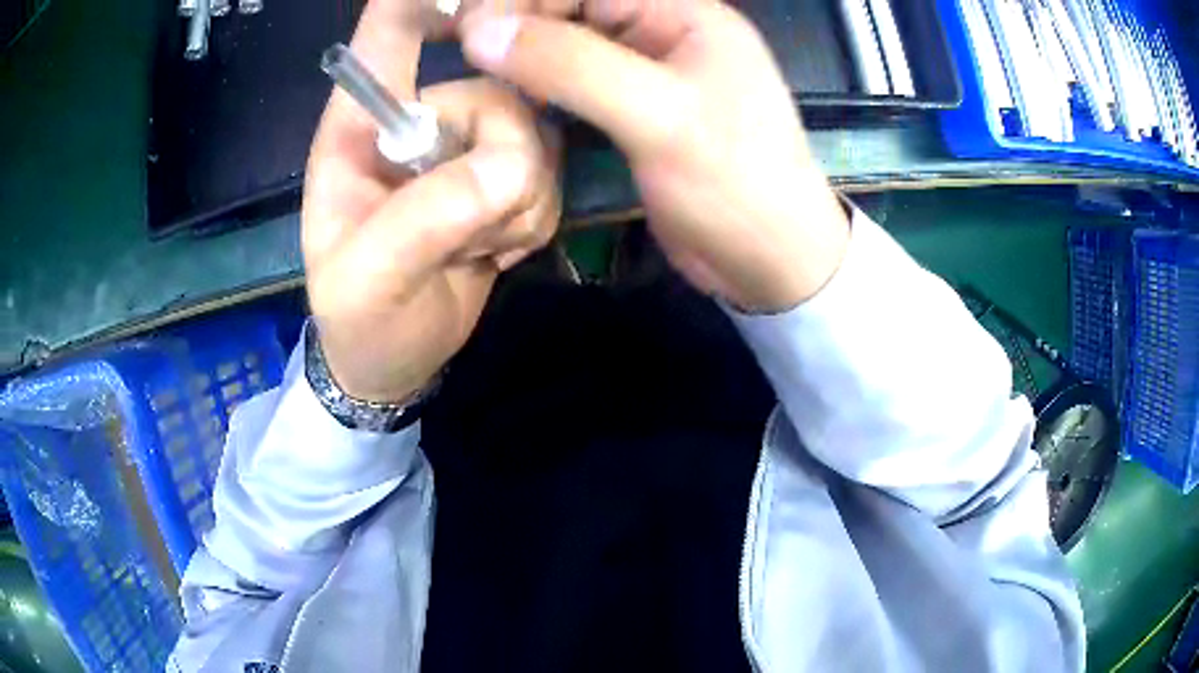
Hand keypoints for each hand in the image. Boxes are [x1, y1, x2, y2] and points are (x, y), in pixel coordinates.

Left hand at [303, 0, 558, 403]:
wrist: (394, 361)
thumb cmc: (360, 322)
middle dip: (503, 164)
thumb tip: (507, 167)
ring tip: (477, 248)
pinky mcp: (501, 179)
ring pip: (532, 138)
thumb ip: (423, 219)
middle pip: (495, 93)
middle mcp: (417, 122)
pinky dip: (532, 220)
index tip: (469, 4)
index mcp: (358, 130)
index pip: (385, 37)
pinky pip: (548, 174)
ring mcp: (464, 149)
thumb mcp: (367, 282)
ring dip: (518, 205)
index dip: (424, 4)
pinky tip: (496, 248)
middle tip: (474, 231)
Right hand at [457, 0, 849, 311]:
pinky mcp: (635, 113)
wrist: (773, 262)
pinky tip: (514, 100)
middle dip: (520, 22)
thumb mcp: (658, 116)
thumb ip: (570, 65)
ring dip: (526, 54)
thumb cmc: (735, 184)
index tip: (468, 28)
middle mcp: (665, 32)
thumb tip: (479, 30)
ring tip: (480, 75)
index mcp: (684, 14)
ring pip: (571, 44)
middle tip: (466, 51)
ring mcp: (649, 73)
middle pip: (575, 7)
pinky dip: (543, 87)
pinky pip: (577, 84)